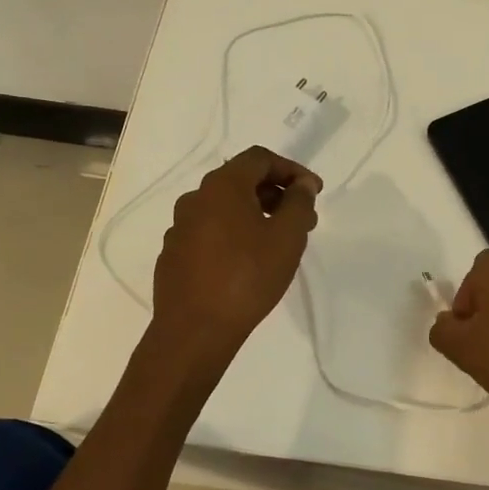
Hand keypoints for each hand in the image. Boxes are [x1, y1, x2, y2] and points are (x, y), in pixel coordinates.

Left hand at [151, 146, 320, 358]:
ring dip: (255, 214)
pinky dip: (234, 234)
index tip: (314, 192)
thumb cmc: (247, 277)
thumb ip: (300, 203)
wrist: (194, 331)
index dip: (292, 169)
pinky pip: (209, 232)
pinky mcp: (174, 254)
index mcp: (222, 186)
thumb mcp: (287, 237)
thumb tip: (302, 184)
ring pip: (224, 208)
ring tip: (279, 241)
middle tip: (303, 218)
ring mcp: (180, 227)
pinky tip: (248, 261)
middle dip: (276, 193)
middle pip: (240, 181)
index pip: (260, 159)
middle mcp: (195, 199)